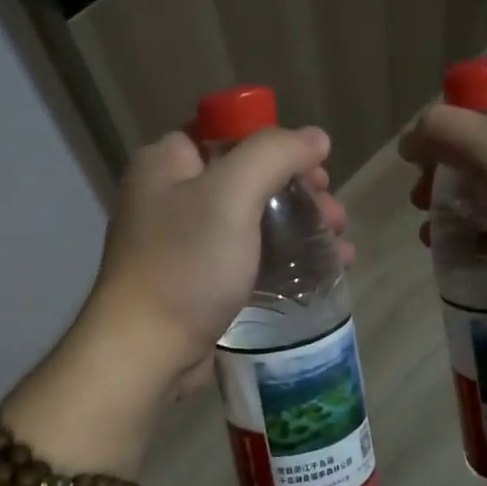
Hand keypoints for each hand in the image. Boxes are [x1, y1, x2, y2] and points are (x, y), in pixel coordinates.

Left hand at [86, 126, 352, 395]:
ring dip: (301, 227)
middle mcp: (170, 195)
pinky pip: (249, 256)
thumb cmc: (186, 265)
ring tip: (341, 248)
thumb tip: (314, 137)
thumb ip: (274, 153)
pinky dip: (285, 259)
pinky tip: (324, 272)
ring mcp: (183, 241)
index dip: (276, 144)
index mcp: (167, 162)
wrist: (145, 353)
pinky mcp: (198, 280)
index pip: (228, 133)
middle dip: (300, 192)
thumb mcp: (231, 194)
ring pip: (254, 219)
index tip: (315, 170)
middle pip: (248, 176)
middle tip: (334, 214)